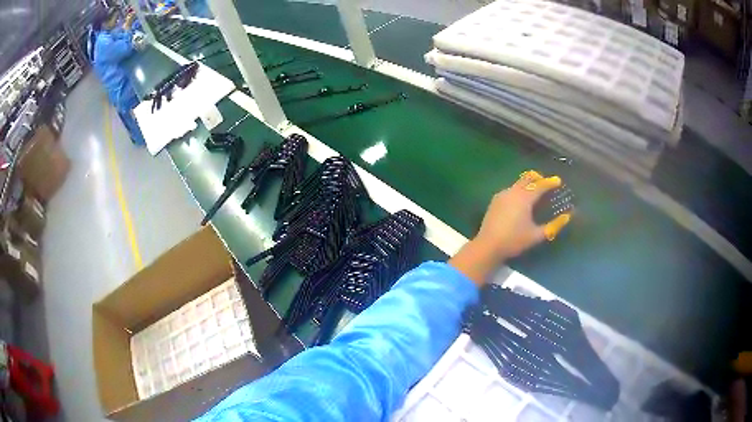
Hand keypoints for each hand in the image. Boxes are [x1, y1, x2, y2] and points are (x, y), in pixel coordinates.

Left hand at [448, 170, 571, 286]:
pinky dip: (519, 189)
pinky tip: (521, 199)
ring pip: (518, 183)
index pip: (540, 185)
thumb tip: (567, 217)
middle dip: (539, 178)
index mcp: (524, 198)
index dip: (550, 182)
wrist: (488, 245)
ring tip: (536, 190)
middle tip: (547, 182)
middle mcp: (513, 192)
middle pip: (528, 178)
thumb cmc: (514, 241)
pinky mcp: (495, 200)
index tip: (558, 181)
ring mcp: (502, 194)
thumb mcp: (536, 235)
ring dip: (528, 183)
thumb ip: (553, 226)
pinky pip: (511, 189)